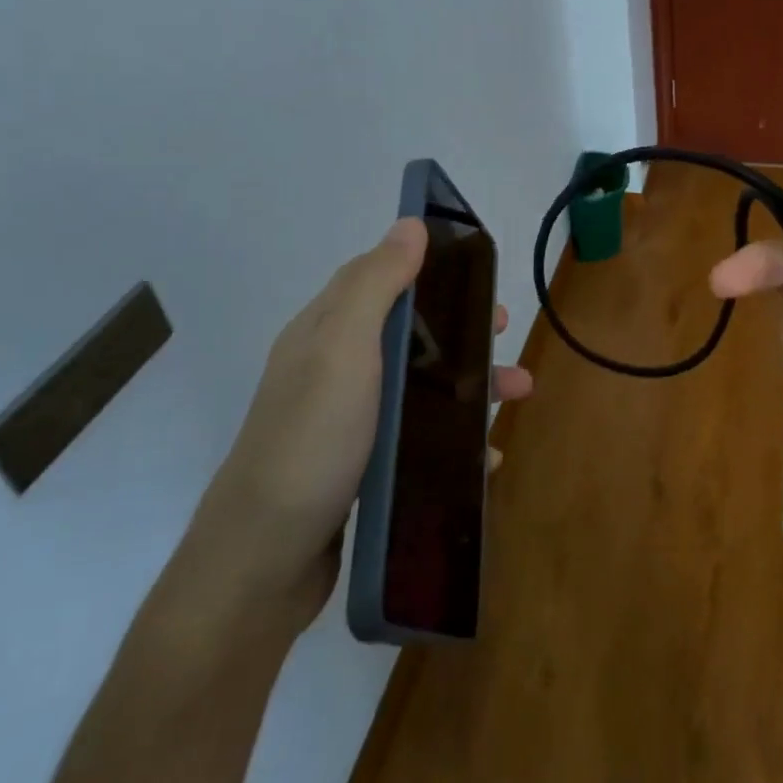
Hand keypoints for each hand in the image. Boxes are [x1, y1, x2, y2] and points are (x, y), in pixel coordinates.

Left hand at [182, 218, 532, 628]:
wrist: (265, 559)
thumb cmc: (312, 439)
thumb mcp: (343, 349)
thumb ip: (376, 283)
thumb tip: (410, 223)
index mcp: (325, 333)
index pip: (375, 279)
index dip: (425, 267)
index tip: (476, 270)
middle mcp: (333, 371)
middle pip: (407, 332)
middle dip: (458, 327)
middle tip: (502, 330)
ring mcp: (347, 423)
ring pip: (420, 386)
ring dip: (470, 383)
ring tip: (517, 392)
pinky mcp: (362, 468)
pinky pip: (419, 438)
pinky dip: (455, 437)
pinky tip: (485, 456)